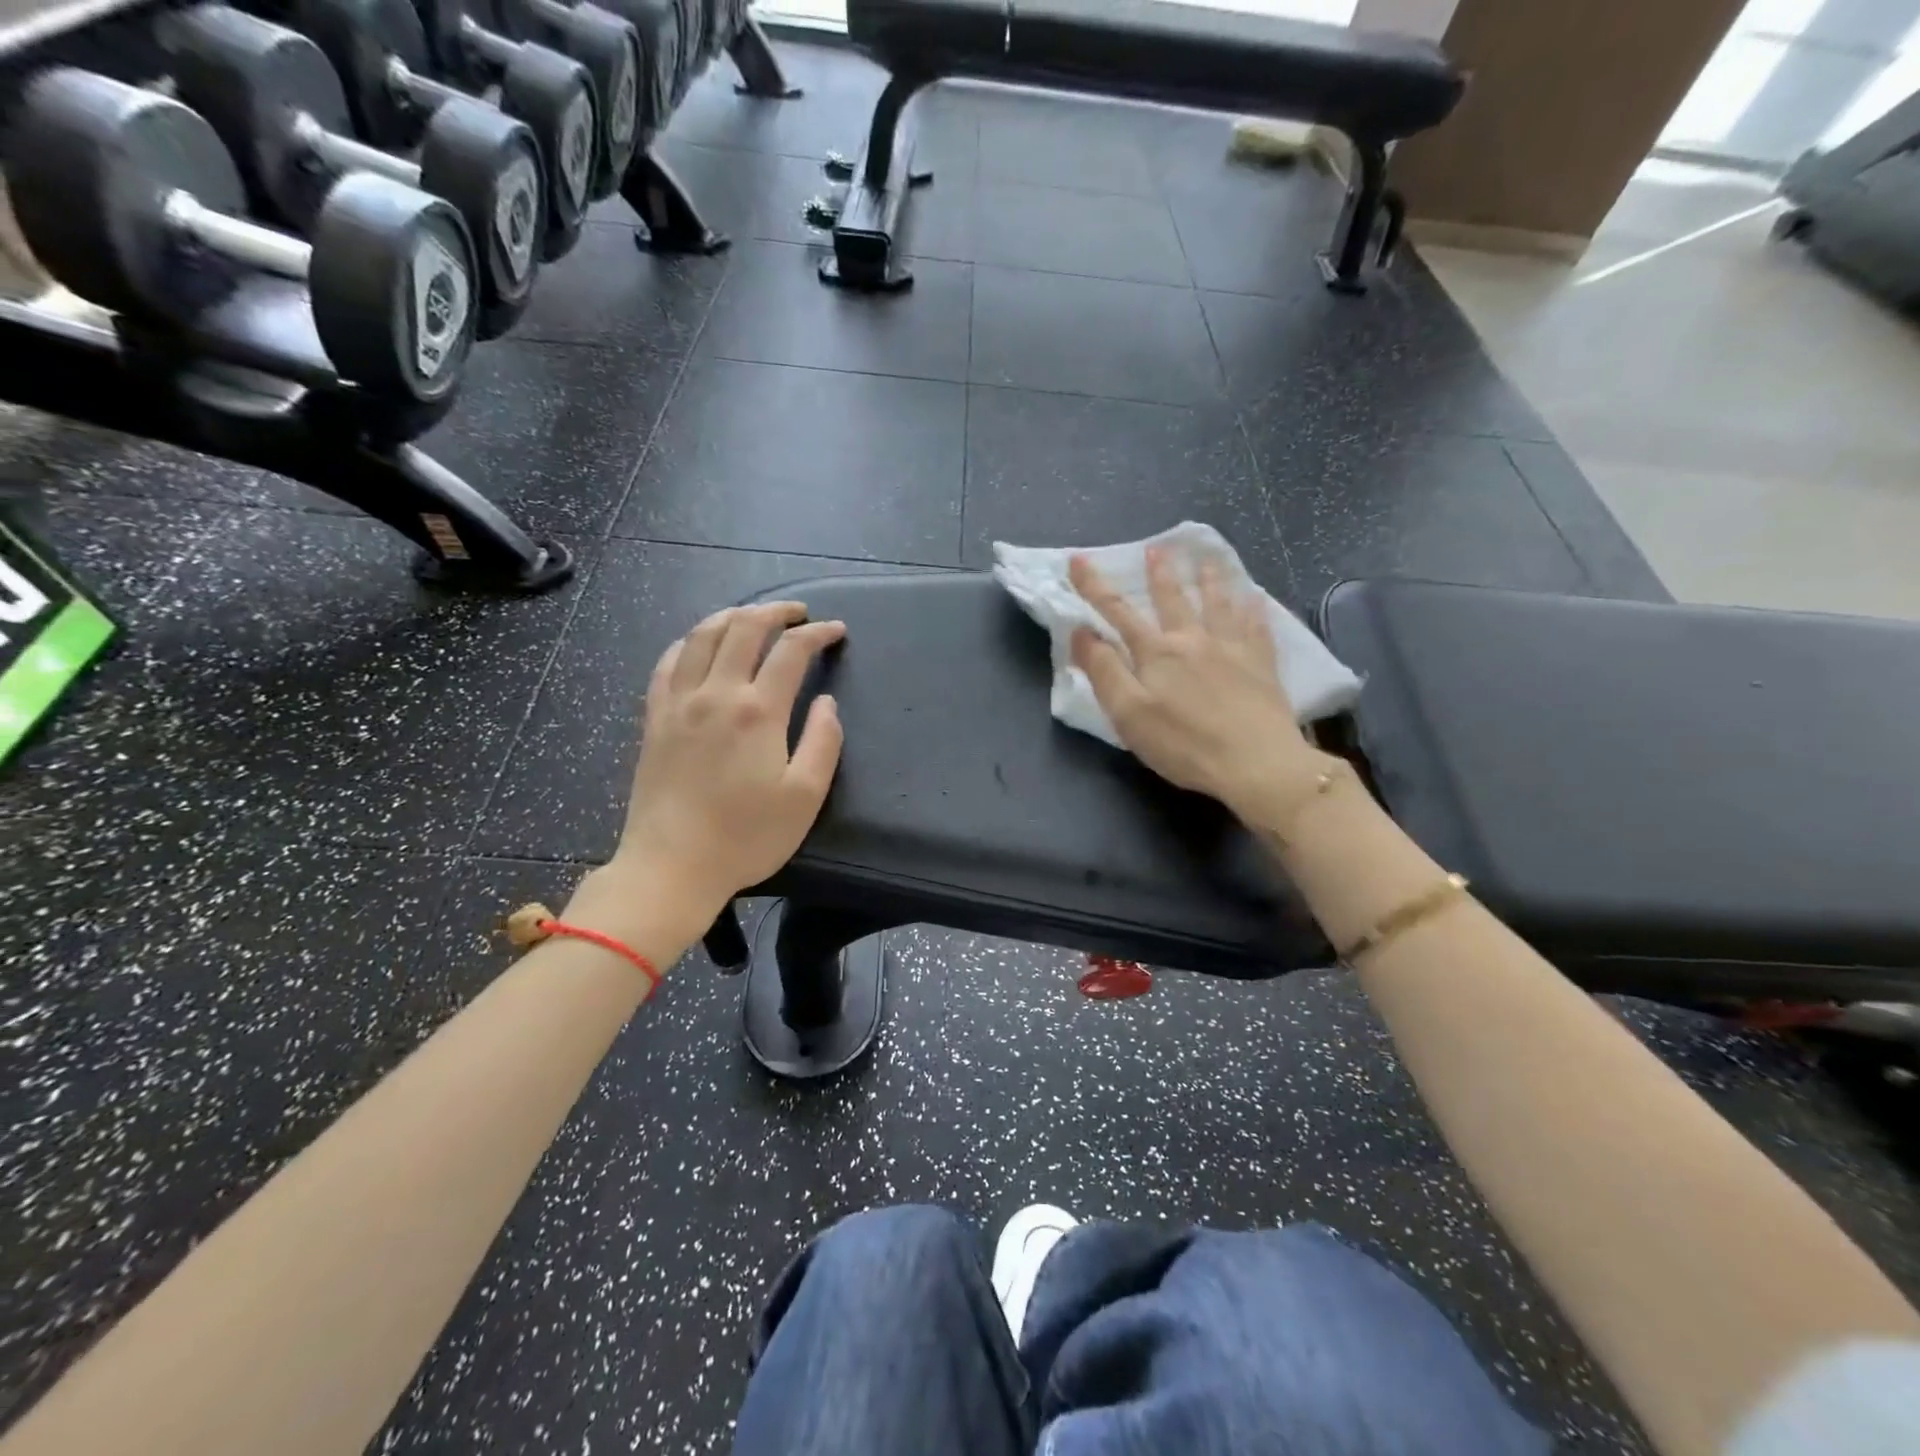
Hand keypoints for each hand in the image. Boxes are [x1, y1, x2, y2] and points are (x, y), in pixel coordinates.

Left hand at [610, 601, 845, 930]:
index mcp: (757, 711)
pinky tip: (699, 644)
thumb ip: (822, 742)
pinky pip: (668, 662)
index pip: (791, 651)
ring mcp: (678, 702)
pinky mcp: (654, 718)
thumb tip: (825, 702)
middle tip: (798, 613)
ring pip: (702, 635)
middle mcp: (716, 693)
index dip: (818, 633)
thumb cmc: (746, 837)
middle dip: (776, 611)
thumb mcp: (805, 797)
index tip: (836, 631)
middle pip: (743, 627)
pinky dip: (689, 642)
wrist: (672, 866)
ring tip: (752, 617)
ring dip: (732, 616)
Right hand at [1069, 548, 1332, 820]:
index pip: (1117, 612)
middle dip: (1160, 573)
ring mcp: (1232, 649)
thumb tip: (1081, 632)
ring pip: (1219, 604)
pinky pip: (1258, 627)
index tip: (1078, 560)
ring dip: (1210, 579)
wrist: (1255, 763)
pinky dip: (1254, 608)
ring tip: (1208, 559)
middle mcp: (1193, 640)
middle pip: (1173, 599)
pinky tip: (1256, 596)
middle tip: (1157, 548)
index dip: (1094, 586)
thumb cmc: (1182, 743)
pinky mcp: (1262, 665)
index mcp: (1156, 652)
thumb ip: (1103, 671)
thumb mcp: (1128, 713)